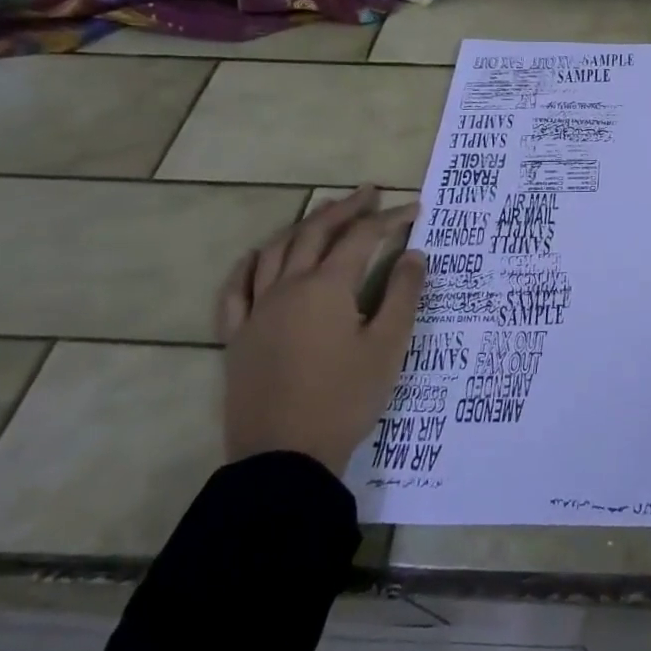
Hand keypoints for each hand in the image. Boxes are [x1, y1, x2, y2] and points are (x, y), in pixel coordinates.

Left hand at [215, 186, 425, 476]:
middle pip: (315, 233)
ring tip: (324, 214)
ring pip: (275, 251)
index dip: (389, 219)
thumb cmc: (345, 398)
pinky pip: (235, 290)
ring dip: (303, 226)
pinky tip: (259, 256)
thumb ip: (402, 294)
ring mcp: (257, 311)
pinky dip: (249, 265)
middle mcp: (287, 288)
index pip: (361, 238)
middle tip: (369, 193)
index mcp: (326, 288)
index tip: (413, 209)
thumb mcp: (388, 346)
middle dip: (345, 209)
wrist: (284, 457)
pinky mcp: (237, 337)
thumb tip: (414, 254)